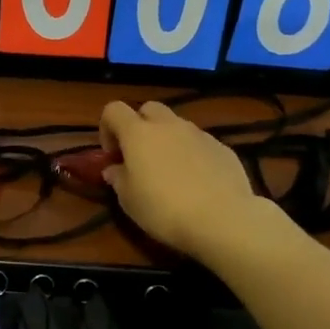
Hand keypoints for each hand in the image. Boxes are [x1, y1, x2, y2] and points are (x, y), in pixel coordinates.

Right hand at [99, 100, 259, 261]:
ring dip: (168, 141)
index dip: (107, 128)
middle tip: (140, 157)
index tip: (112, 155)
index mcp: (139, 133)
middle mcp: (169, 125)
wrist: (222, 219)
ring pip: (177, 126)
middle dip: (140, 126)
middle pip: (149, 109)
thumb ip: (118, 179)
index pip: (114, 110)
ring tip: (171, 173)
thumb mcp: (129, 201)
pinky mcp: (222, 148)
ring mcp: (199, 134)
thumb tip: (114, 169)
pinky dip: (192, 154)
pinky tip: (197, 183)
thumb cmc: (164, 209)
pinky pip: (199, 143)